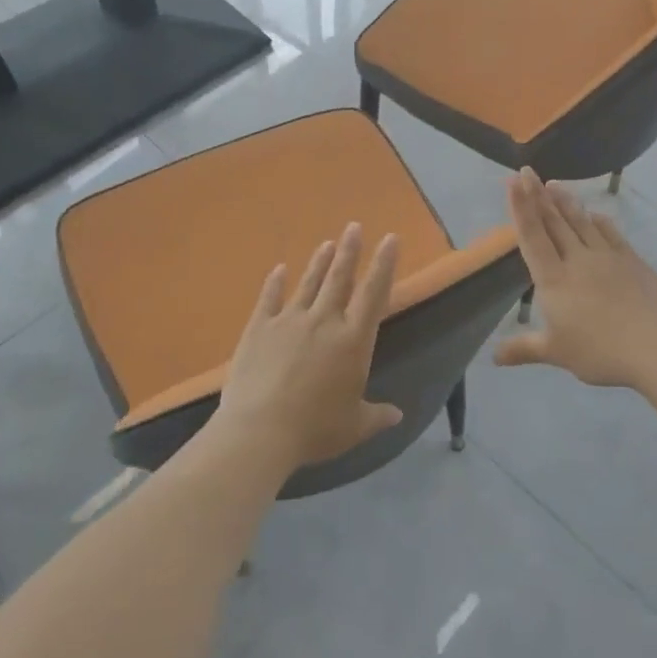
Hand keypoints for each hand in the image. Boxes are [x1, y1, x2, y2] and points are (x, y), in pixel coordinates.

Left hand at [216, 224, 401, 469]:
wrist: (259, 431)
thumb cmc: (315, 429)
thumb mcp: (354, 426)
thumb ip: (377, 416)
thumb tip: (397, 414)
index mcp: (353, 341)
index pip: (374, 293)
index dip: (384, 264)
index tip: (390, 238)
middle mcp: (324, 321)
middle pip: (340, 278)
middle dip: (349, 251)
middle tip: (354, 226)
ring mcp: (288, 321)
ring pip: (308, 284)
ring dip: (319, 262)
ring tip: (327, 243)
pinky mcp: (258, 329)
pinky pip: (269, 299)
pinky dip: (274, 284)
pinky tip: (278, 270)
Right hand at [495, 169, 656, 388]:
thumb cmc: (601, 351)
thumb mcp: (556, 353)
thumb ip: (524, 349)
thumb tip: (494, 357)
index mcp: (554, 279)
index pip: (532, 237)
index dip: (521, 208)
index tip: (514, 181)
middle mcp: (578, 260)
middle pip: (555, 222)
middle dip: (538, 196)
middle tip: (528, 171)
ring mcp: (608, 257)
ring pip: (582, 222)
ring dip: (566, 202)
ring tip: (554, 185)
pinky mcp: (633, 261)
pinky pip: (610, 233)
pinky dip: (599, 221)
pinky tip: (595, 214)